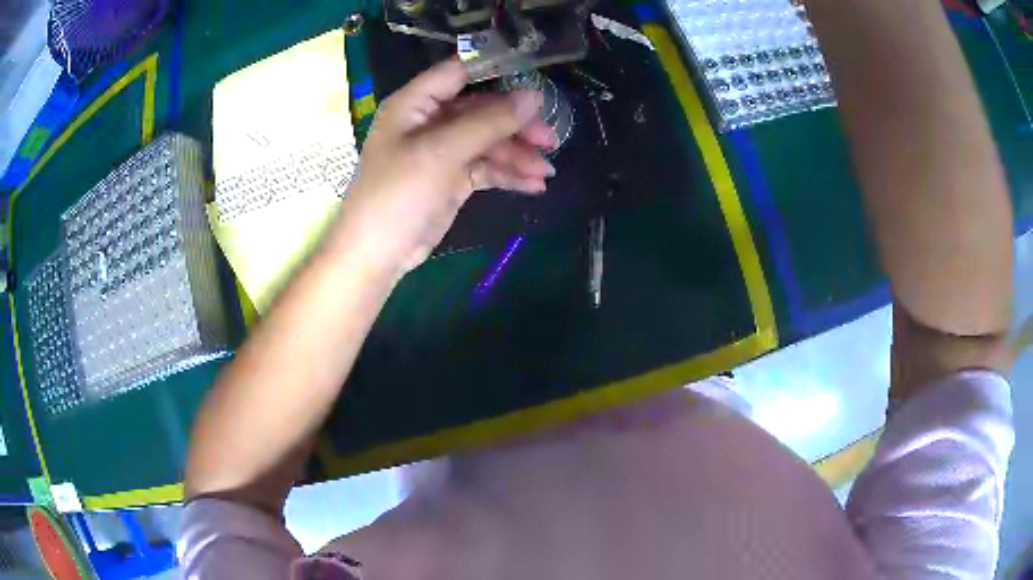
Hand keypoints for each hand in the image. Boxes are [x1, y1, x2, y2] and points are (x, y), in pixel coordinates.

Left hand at [330, 58, 557, 276]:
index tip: (536, 79)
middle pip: (481, 110)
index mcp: (416, 103)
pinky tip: (534, 186)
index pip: (460, 72)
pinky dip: (508, 174)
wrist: (377, 254)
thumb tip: (534, 97)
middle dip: (516, 125)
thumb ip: (489, 122)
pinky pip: (486, 168)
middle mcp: (429, 121)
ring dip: (517, 155)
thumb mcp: (443, 152)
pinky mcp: (451, 179)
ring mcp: (441, 151)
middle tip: (551, 139)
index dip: (497, 70)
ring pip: (488, 142)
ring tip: (546, 172)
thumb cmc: (399, 193)